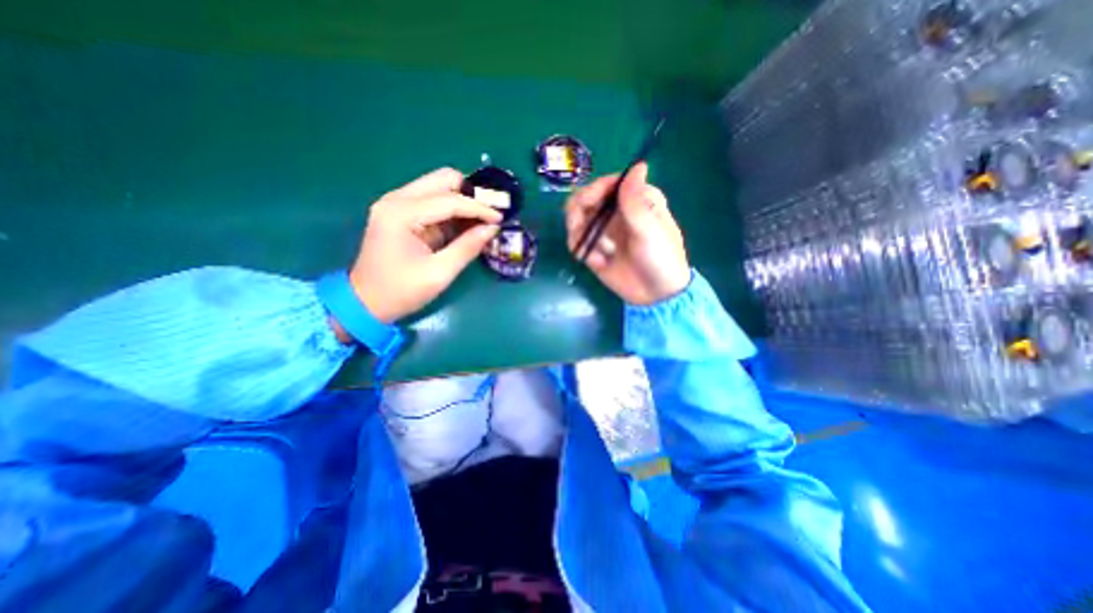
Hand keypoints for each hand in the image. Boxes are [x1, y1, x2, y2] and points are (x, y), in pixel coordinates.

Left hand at [348, 165, 499, 321]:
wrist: (364, 302)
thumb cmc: (401, 291)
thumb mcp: (439, 273)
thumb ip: (467, 247)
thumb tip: (492, 228)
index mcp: (402, 213)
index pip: (450, 200)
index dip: (479, 208)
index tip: (501, 219)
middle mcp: (397, 199)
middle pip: (442, 179)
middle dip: (471, 194)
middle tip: (490, 214)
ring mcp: (396, 203)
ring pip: (438, 186)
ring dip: (463, 199)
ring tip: (482, 219)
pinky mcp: (400, 212)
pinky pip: (432, 200)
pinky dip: (452, 209)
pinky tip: (465, 224)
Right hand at [568, 163, 684, 304]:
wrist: (656, 295)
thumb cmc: (660, 258)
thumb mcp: (650, 230)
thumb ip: (636, 201)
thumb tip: (638, 165)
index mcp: (635, 200)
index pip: (607, 184)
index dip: (593, 190)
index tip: (585, 204)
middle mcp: (616, 211)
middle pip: (585, 199)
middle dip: (577, 212)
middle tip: (577, 228)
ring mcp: (604, 230)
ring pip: (576, 219)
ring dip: (577, 233)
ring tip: (591, 251)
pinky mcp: (595, 249)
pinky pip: (577, 242)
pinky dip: (582, 251)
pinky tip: (597, 262)